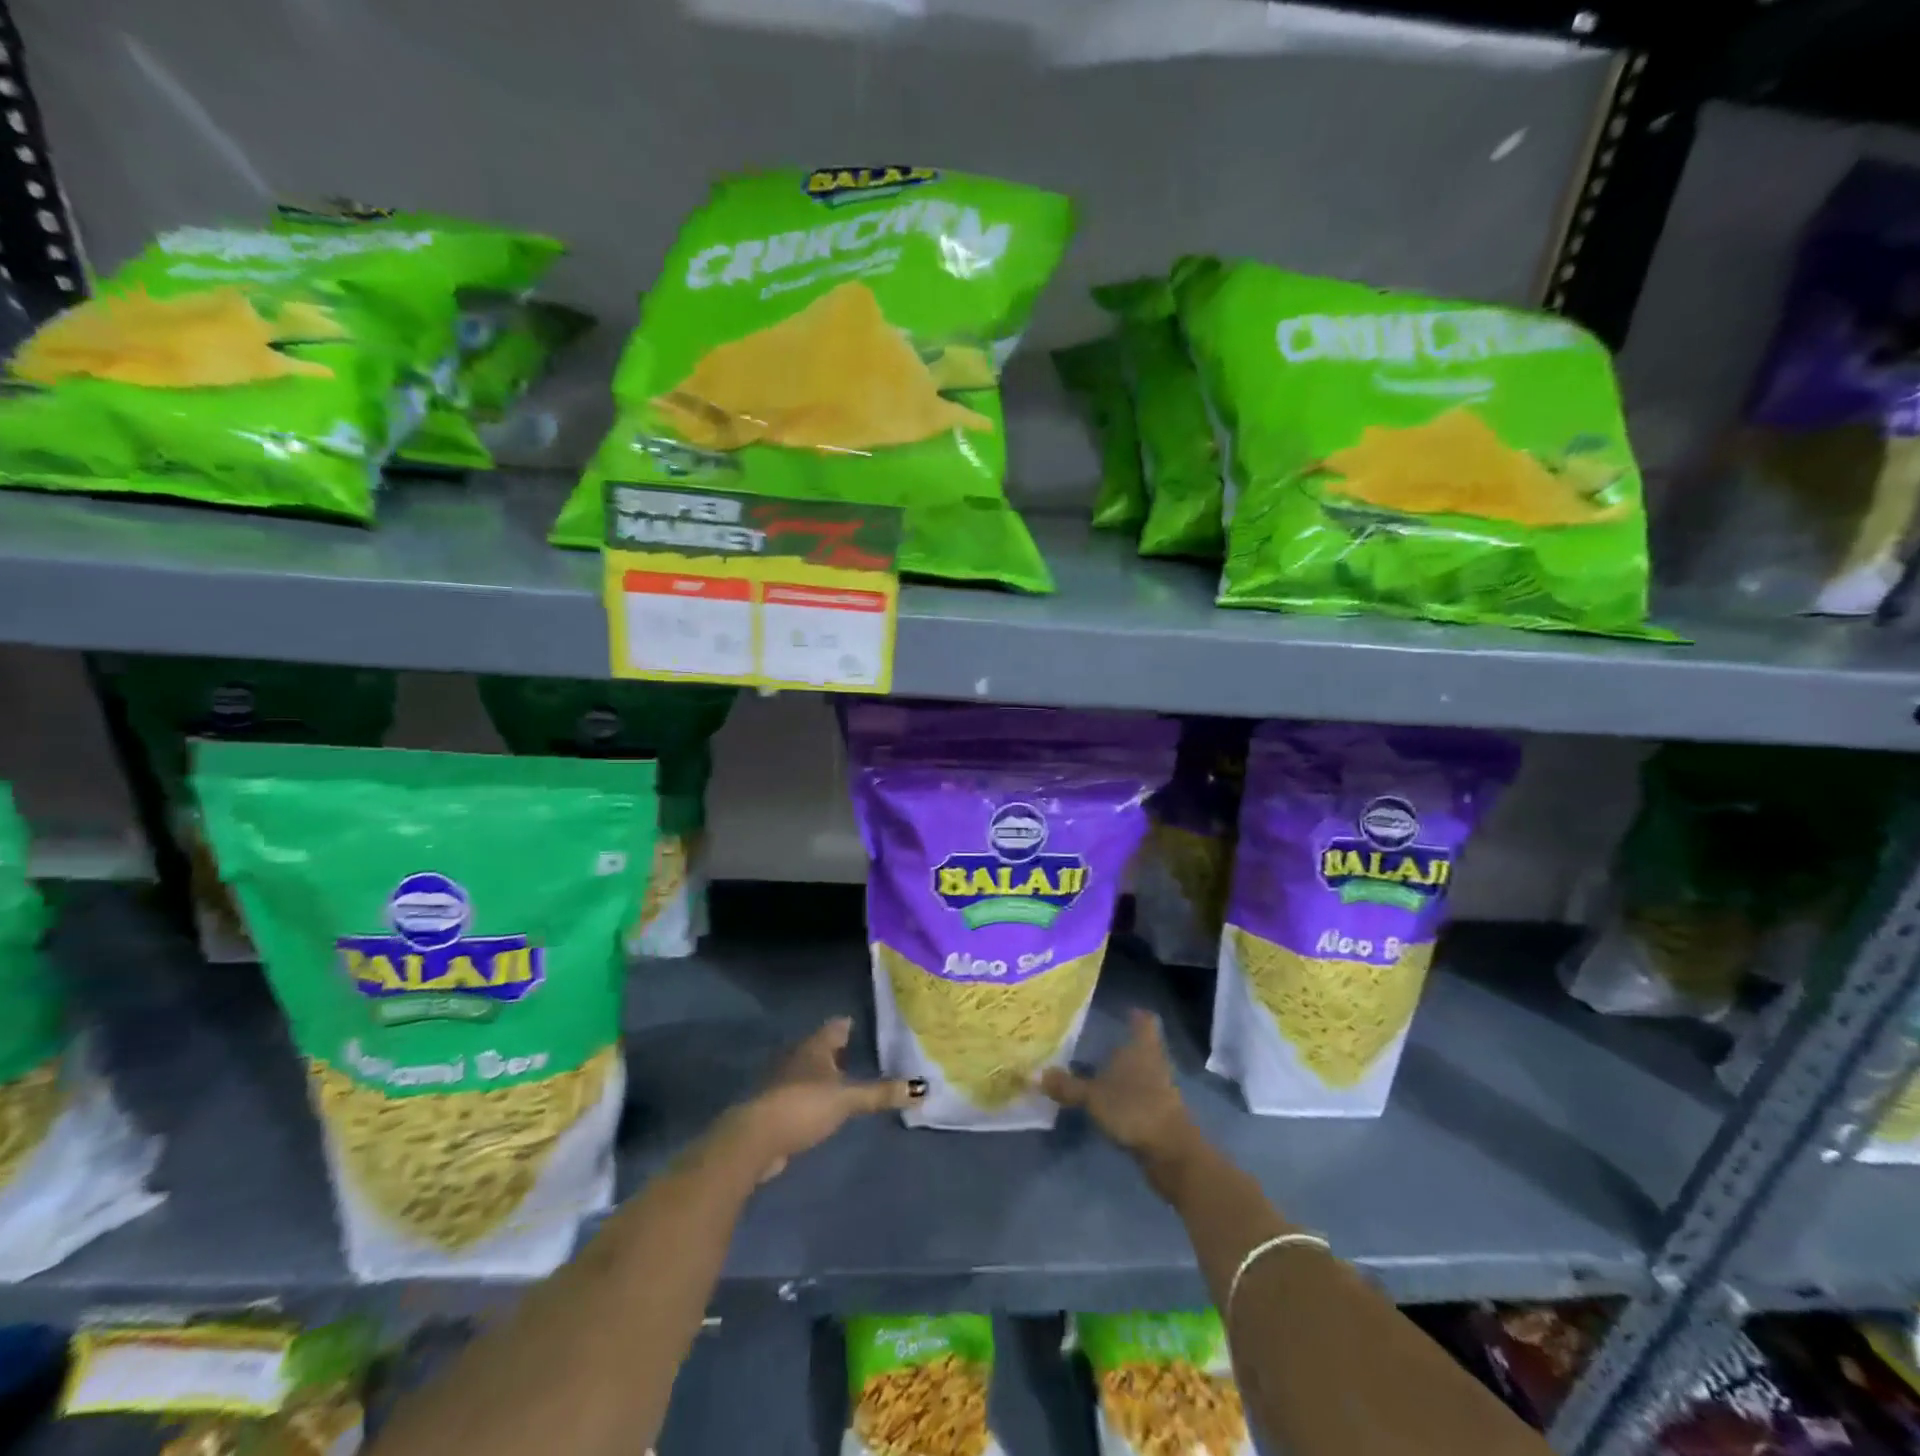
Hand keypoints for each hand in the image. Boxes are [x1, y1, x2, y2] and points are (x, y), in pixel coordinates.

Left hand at [715, 1018, 920, 1183]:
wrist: (755, 1139)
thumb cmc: (803, 1106)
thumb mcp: (847, 1099)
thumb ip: (881, 1094)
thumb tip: (922, 1088)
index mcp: (815, 1047)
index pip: (836, 1027)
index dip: (848, 1025)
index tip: (863, 1023)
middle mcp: (798, 1057)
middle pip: (820, 1047)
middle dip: (837, 1049)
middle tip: (859, 1049)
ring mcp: (783, 1082)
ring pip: (808, 1070)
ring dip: (823, 1074)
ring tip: (844, 1078)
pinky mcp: (775, 1107)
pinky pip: (800, 1094)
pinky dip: (813, 1096)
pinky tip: (822, 1106)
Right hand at [1041, 1009, 1197, 1170]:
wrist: (1171, 1153)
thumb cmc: (1134, 1109)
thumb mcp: (1093, 1097)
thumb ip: (1067, 1086)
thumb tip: (1034, 1074)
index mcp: (1142, 1048)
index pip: (1144, 1021)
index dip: (1135, 1015)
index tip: (1123, 1010)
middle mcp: (1153, 1062)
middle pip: (1141, 1045)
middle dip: (1122, 1044)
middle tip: (1095, 1040)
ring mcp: (1160, 1088)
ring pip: (1140, 1070)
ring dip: (1123, 1071)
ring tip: (1095, 1070)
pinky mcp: (1160, 1112)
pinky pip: (1139, 1094)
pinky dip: (1125, 1094)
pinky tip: (1106, 1100)